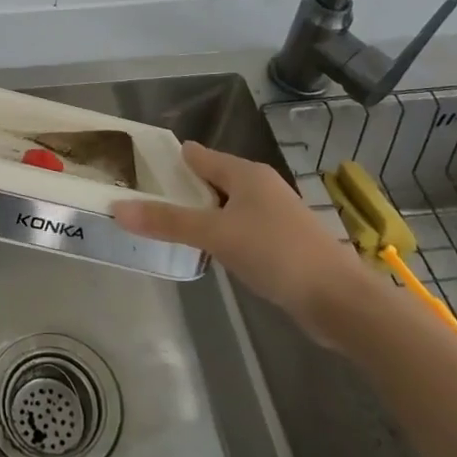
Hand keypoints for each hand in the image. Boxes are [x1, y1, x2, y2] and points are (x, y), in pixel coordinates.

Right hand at [115, 142, 378, 344]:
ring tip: (165, 224)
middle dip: (180, 188)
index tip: (137, 168)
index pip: (197, 155)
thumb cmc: (275, 253)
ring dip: (200, 213)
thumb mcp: (215, 235)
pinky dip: (219, 232)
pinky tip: (206, 249)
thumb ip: (167, 222)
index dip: (168, 159)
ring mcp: (273, 214)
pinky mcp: (281, 241)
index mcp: (245, 173)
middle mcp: (259, 186)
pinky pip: (239, 227)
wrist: (339, 300)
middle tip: (142, 199)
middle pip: (211, 179)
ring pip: (225, 205)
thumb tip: (117, 208)